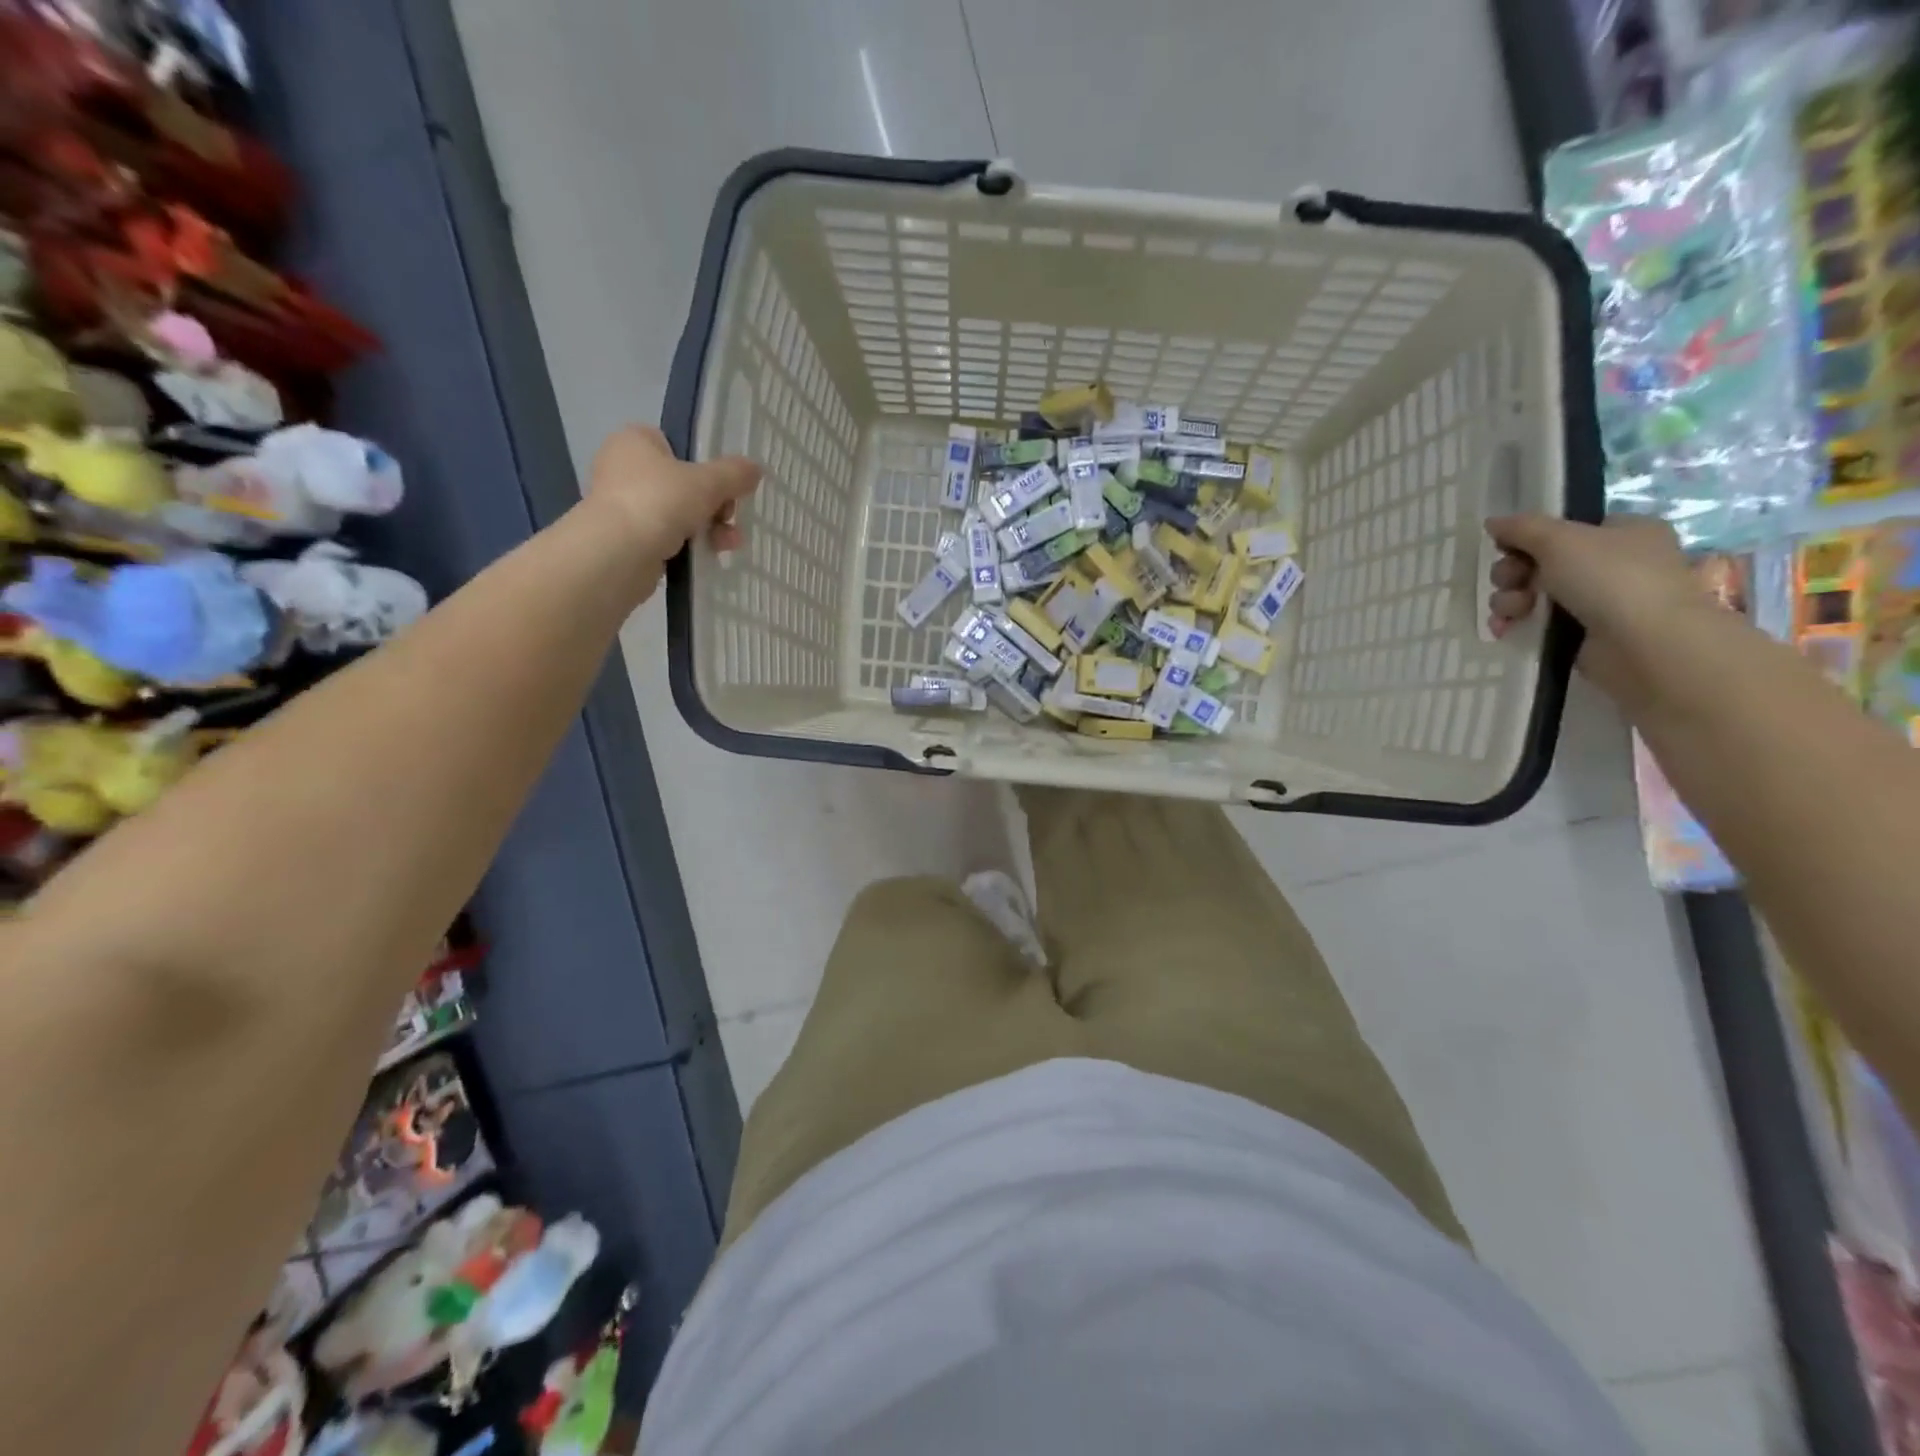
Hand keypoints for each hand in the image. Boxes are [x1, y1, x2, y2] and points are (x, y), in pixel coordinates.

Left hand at [583, 425, 760, 564]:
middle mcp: (623, 468)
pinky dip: (688, 545)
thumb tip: (756, 469)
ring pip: (678, 512)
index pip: (676, 445)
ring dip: (708, 528)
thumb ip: (734, 474)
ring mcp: (624, 505)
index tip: (725, 486)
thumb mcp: (708, 482)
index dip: (704, 464)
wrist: (618, 553)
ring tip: (728, 544)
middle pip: (683, 483)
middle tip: (730, 518)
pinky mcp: (627, 539)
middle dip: (714, 504)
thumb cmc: (659, 501)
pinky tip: (709, 555)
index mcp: (635, 441)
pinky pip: (667, 536)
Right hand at [1485, 513, 1702, 705]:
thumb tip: (1493, 521)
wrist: (1645, 643)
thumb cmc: (1611, 578)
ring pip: (1535, 594)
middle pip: (1542, 562)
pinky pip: (1538, 622)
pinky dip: (1518, 624)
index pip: (1566, 528)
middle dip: (1513, 574)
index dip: (1530, 538)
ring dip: (1510, 600)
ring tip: (1511, 612)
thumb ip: (1523, 528)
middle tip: (1510, 582)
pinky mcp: (1583, 634)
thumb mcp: (1561, 540)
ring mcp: (1600, 600)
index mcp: (1622, 532)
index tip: (1508, 549)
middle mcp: (1614, 563)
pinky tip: (1505, 629)